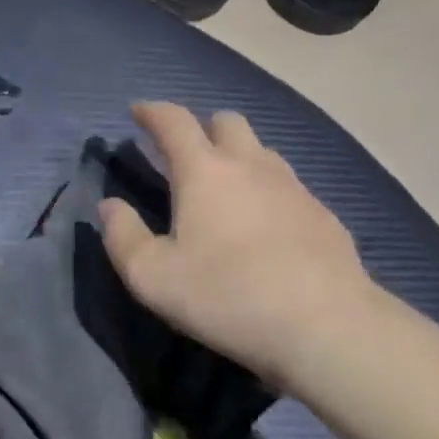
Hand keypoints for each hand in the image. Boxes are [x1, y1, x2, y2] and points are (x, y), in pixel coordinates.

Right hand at [97, 102, 383, 390]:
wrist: (327, 327)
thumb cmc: (227, 296)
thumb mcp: (152, 276)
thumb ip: (122, 236)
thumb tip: (110, 206)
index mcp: (204, 171)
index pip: (174, 121)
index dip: (152, 111)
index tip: (138, 111)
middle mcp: (250, 165)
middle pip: (226, 121)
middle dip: (201, 127)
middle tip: (185, 153)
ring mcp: (293, 188)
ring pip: (262, 151)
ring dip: (238, 156)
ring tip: (225, 189)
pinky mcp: (324, 216)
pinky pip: (289, 186)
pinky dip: (268, 191)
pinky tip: (265, 227)